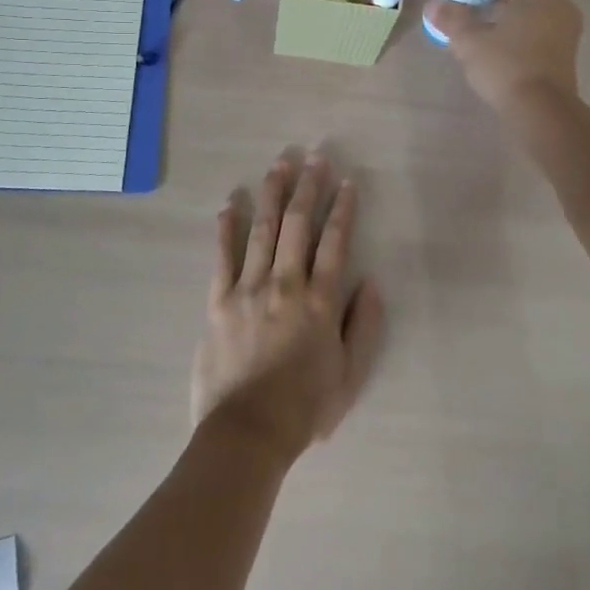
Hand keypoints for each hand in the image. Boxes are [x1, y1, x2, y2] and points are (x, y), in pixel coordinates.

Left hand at [190, 150, 385, 463]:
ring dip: (272, 194)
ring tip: (279, 164)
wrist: (247, 433)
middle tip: (314, 156)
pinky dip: (226, 228)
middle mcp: (285, 284)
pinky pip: (222, 256)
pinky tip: (229, 203)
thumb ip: (364, 326)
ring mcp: (248, 289)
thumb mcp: (350, 375)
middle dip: (308, 187)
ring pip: (262, 230)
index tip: (347, 181)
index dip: (342, 209)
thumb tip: (371, 283)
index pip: (334, 242)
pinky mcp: (218, 301)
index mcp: (320, 302)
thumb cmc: (304, 408)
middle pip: (297, 225)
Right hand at [425, 0, 582, 111]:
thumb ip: (451, 18)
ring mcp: (566, 25)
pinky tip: (497, 37)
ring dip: (510, 4)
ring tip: (479, 13)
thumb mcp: (469, 40)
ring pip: (535, 2)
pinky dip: (521, 22)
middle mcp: (558, 0)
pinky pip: (541, 23)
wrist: (542, 112)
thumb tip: (433, 5)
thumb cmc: (506, 66)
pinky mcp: (566, 48)